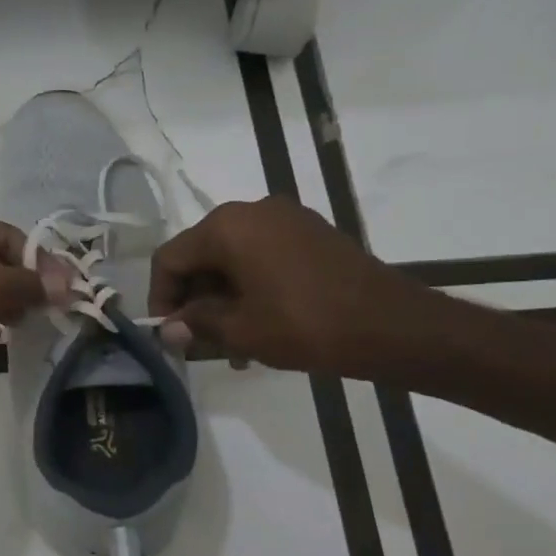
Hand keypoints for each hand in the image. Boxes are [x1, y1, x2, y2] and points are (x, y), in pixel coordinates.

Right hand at [148, 197, 440, 376]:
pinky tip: (260, 324)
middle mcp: (252, 211)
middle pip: (201, 255)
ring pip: (233, 259)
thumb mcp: (240, 330)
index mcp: (227, 226)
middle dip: (195, 300)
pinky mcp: (312, 234)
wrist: (394, 326)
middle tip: (199, 342)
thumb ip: (195, 324)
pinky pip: (263, 257)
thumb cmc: (305, 324)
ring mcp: (286, 219)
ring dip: (223, 298)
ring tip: (232, 344)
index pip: (171, 258)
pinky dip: (251, 287)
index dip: (161, 297)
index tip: (168, 333)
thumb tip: (168, 330)